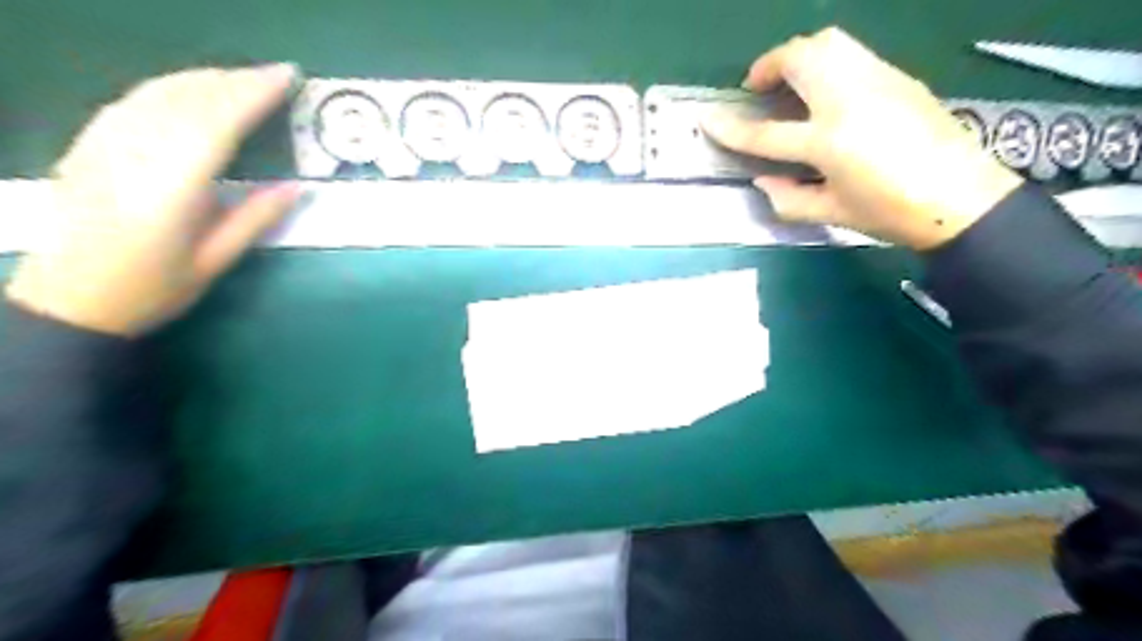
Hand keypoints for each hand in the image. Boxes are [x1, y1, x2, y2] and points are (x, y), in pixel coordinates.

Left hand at [3, 63, 301, 334]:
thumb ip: (256, 218)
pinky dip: (170, 87)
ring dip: (205, 78)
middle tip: (275, 74)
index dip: (254, 94)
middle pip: (188, 98)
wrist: (68, 300)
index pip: (219, 122)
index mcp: (172, 185)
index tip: (287, 78)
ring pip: (158, 92)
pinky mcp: (89, 145)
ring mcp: (104, 144)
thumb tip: (299, 188)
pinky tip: (189, 90)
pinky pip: (133, 101)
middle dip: (235, 80)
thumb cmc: (152, 288)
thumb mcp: (215, 260)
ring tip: (241, 78)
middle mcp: (135, 153)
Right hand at [701, 28, 1022, 247]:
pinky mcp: (898, 77)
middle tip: (758, 88)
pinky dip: (827, 60)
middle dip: (768, 66)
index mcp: (829, 142)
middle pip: (798, 59)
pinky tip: (827, 90)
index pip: (765, 132)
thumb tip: (763, 180)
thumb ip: (788, 198)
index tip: (707, 119)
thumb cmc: (891, 213)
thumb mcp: (831, 214)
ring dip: (798, 55)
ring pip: (828, 42)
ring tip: (790, 81)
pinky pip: (852, 53)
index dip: (731, 128)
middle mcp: (849, 100)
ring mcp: (877, 81)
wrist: (963, 198)